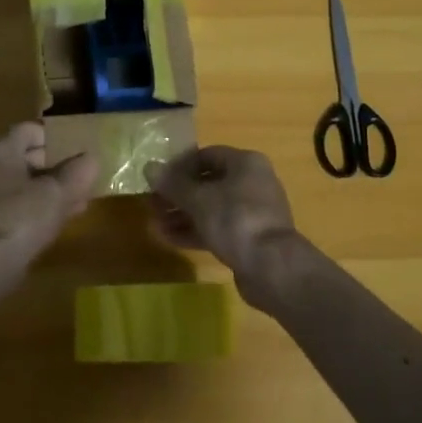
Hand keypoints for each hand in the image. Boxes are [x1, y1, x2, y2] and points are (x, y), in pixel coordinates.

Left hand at [0, 122, 97, 263]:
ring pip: (27, 184)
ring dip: (53, 189)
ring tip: (82, 196)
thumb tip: (91, 159)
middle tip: (84, 173)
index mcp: (1, 151)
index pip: (30, 130)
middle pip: (29, 157)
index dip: (56, 135)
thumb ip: (77, 172)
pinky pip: (23, 206)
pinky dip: (43, 207)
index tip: (79, 146)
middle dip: (59, 165)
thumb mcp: (58, 191)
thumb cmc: (23, 215)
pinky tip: (66, 217)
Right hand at [146, 146, 302, 308]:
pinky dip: (195, 231)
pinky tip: (170, 239)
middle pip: (208, 183)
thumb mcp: (199, 199)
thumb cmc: (235, 220)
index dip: (179, 165)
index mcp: (245, 163)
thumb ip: (173, 184)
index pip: (207, 155)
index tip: (158, 179)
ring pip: (211, 208)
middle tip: (152, 204)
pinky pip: (218, 228)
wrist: (272, 267)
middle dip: (178, 194)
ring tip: (155, 224)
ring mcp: (253, 212)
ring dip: (183, 215)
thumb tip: (149, 167)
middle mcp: (252, 182)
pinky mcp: (250, 238)